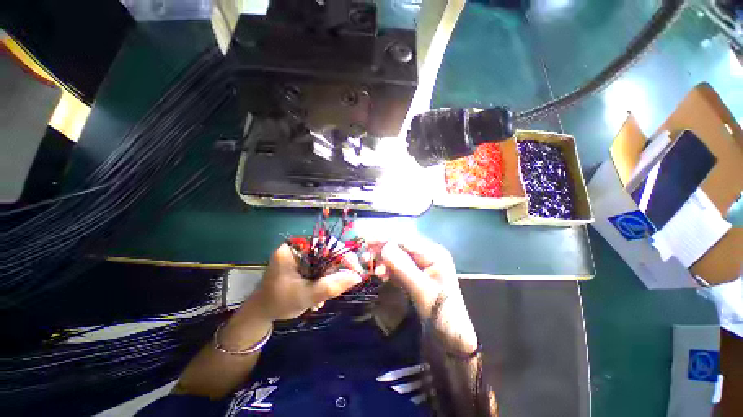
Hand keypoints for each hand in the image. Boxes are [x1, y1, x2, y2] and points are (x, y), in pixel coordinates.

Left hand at [249, 244, 363, 320]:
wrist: (261, 313)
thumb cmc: (279, 302)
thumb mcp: (307, 295)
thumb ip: (333, 286)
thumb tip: (357, 277)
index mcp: (295, 249)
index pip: (326, 244)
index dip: (343, 255)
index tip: (355, 270)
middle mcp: (298, 248)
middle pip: (327, 254)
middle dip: (333, 274)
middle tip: (337, 289)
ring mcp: (300, 256)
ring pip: (325, 263)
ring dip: (328, 281)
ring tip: (321, 299)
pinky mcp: (302, 264)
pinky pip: (320, 268)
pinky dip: (322, 282)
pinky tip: (316, 297)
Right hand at [370, 236, 477, 351]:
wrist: (451, 339)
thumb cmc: (442, 315)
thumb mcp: (422, 291)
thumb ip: (403, 267)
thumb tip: (385, 247)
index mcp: (434, 253)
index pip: (406, 239)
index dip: (386, 238)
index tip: (367, 241)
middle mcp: (427, 255)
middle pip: (401, 245)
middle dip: (383, 249)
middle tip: (365, 256)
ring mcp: (421, 265)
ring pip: (397, 256)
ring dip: (383, 260)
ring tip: (373, 271)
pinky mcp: (414, 275)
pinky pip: (398, 267)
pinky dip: (388, 269)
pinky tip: (381, 275)